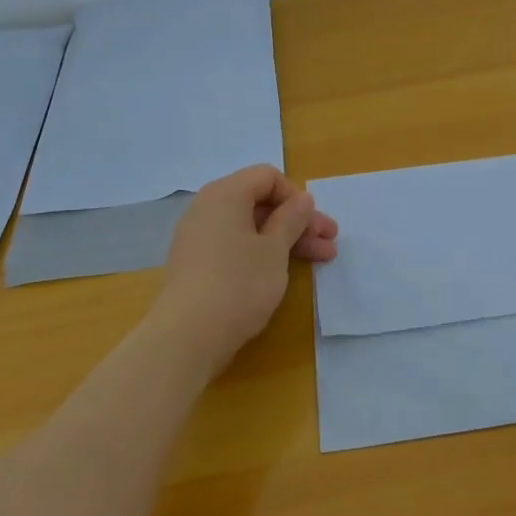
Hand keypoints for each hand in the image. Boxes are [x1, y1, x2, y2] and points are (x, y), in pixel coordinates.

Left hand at [150, 164, 338, 361]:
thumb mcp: (274, 250)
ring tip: (320, 260)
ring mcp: (198, 237)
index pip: (266, 176)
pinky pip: (234, 245)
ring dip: (285, 239)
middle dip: (298, 221)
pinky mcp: (196, 264)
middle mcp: (207, 208)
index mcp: (225, 195)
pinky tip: (283, 271)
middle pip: (259, 202)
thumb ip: (291, 219)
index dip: (295, 196)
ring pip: (250, 227)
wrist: (186, 338)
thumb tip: (302, 198)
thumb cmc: (238, 285)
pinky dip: (261, 252)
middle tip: (329, 243)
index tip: (313, 224)